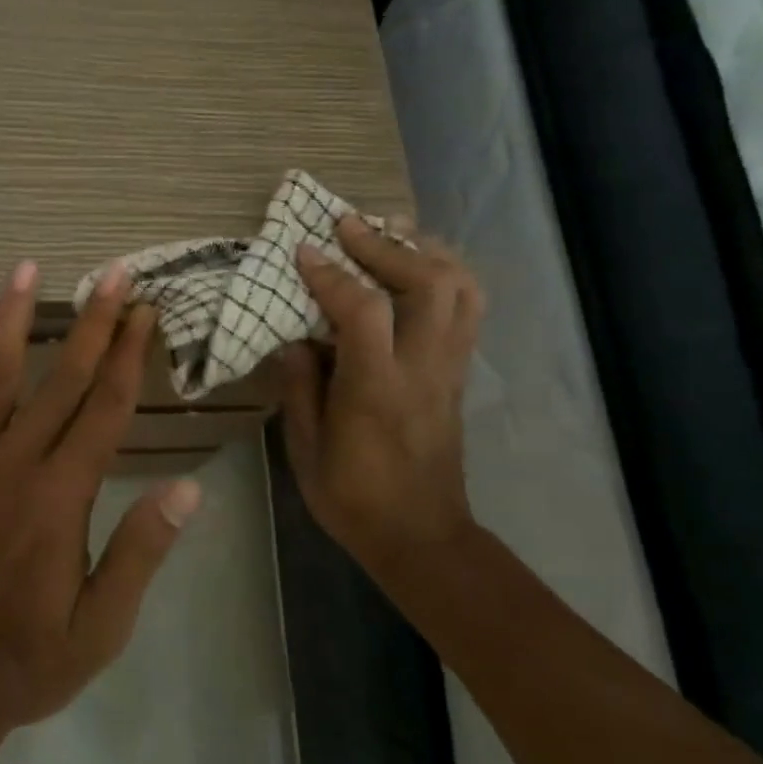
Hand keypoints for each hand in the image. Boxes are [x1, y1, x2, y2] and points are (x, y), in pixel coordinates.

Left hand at [0, 260, 201, 763]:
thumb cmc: (26, 663)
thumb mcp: (102, 626)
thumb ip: (141, 551)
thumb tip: (188, 488)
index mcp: (59, 496)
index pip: (105, 409)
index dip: (130, 356)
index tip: (146, 311)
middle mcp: (9, 465)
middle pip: (61, 380)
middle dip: (93, 323)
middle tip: (114, 273)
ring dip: (10, 321)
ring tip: (26, 269)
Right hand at [279, 214, 484, 584]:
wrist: (422, 537)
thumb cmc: (353, 498)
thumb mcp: (306, 450)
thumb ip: (299, 388)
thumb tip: (294, 339)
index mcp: (376, 390)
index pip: (363, 311)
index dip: (332, 273)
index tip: (304, 250)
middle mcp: (422, 369)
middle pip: (429, 283)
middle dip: (386, 244)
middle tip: (347, 226)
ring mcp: (449, 369)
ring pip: (461, 289)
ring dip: (425, 251)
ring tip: (390, 234)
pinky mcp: (459, 374)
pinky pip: (468, 309)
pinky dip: (446, 275)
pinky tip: (417, 268)